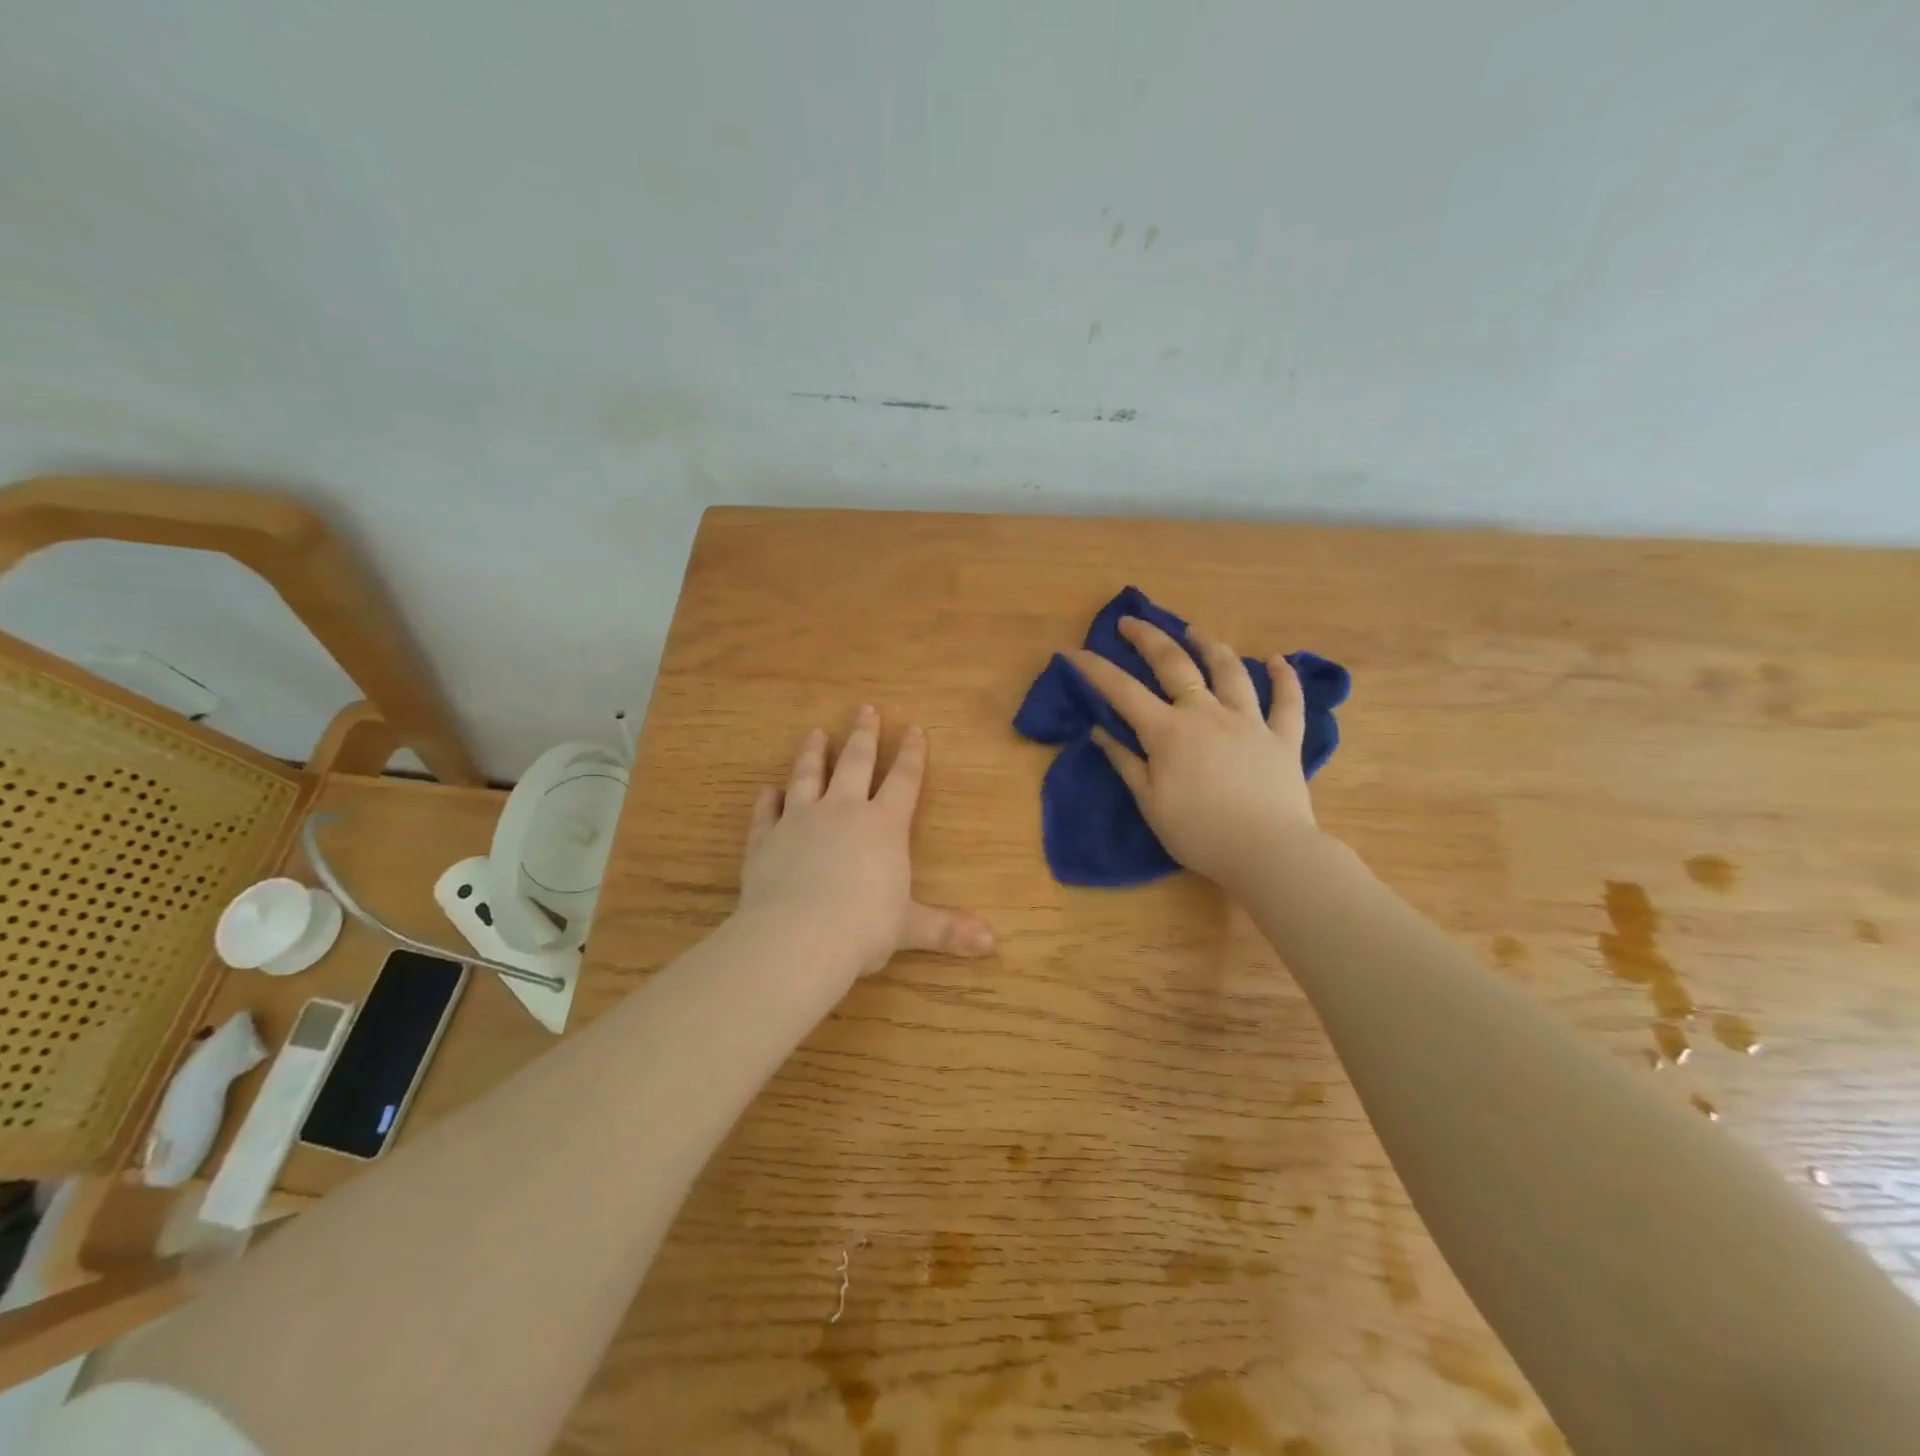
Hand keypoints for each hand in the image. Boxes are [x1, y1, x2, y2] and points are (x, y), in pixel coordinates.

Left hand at [737, 705, 995, 979]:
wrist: (798, 937)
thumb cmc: (864, 928)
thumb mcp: (911, 928)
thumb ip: (947, 929)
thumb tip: (992, 943)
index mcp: (883, 825)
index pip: (904, 780)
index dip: (912, 754)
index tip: (915, 729)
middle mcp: (842, 811)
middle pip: (856, 762)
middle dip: (864, 735)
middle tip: (865, 708)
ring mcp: (799, 820)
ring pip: (808, 776)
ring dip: (814, 754)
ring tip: (816, 733)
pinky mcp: (765, 838)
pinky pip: (766, 812)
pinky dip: (767, 800)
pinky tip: (767, 790)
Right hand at [1071, 617, 1319, 886]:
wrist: (1267, 851)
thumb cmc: (1199, 833)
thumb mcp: (1150, 803)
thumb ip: (1125, 762)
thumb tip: (1099, 731)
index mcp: (1169, 731)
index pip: (1122, 691)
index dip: (1095, 669)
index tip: (1073, 651)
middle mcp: (1207, 713)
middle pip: (1175, 664)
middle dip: (1149, 638)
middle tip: (1132, 621)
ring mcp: (1249, 721)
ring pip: (1230, 671)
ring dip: (1211, 646)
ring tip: (1196, 631)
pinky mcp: (1283, 738)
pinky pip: (1288, 702)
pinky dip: (1284, 678)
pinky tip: (1278, 661)